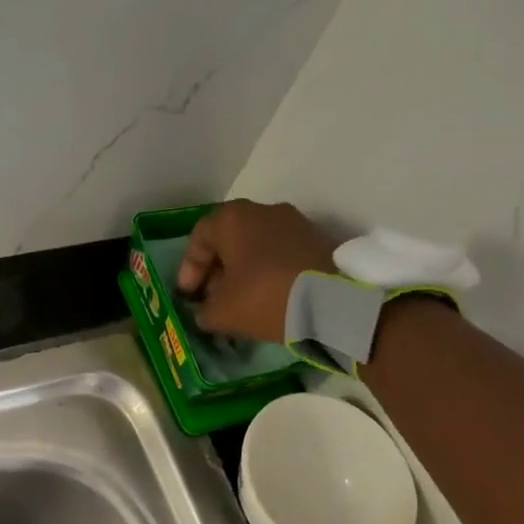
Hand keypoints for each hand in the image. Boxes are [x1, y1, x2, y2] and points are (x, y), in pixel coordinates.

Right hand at [176, 200, 338, 342]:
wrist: (334, 302)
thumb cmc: (265, 297)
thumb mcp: (221, 312)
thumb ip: (204, 311)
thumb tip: (206, 312)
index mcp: (233, 218)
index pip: (199, 237)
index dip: (189, 268)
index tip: (188, 296)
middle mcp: (264, 211)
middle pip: (229, 240)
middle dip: (217, 271)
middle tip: (212, 299)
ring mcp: (295, 223)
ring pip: (257, 247)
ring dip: (244, 272)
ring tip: (241, 302)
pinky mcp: (319, 241)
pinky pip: (282, 255)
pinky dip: (269, 273)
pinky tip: (269, 299)